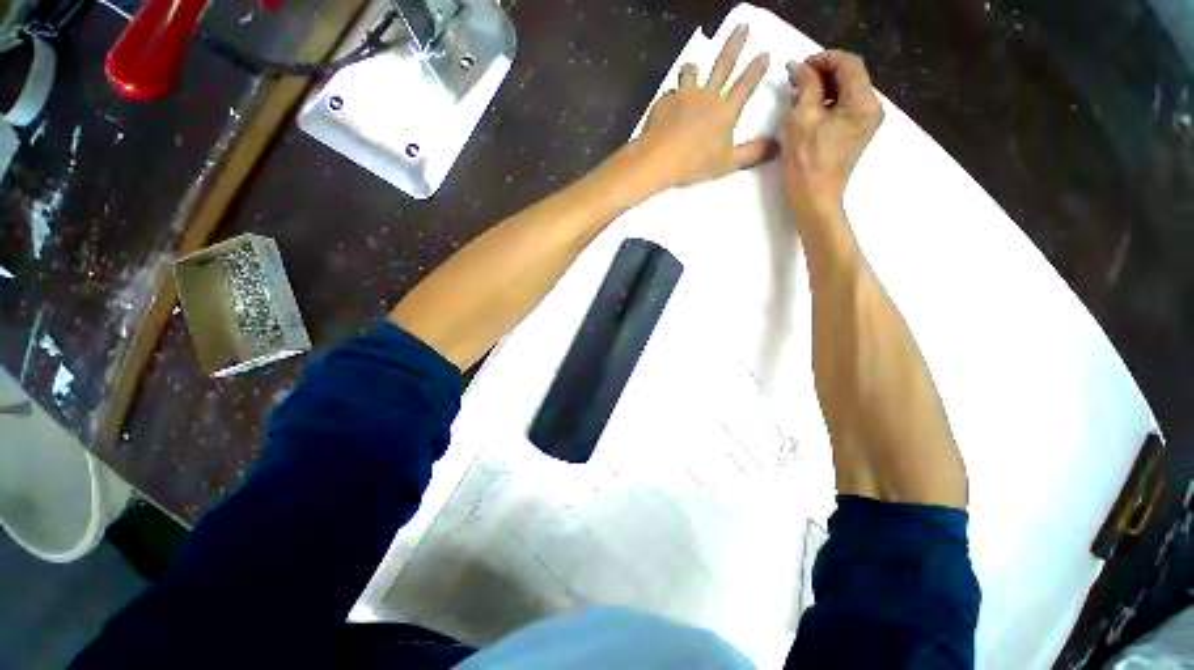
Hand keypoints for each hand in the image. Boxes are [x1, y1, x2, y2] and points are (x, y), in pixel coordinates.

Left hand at [633, 25, 776, 188]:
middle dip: (735, 43)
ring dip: (693, 69)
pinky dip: (671, 98)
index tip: (765, 52)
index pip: (746, 83)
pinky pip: (669, 94)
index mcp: (725, 110)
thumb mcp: (728, 163)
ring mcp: (683, 96)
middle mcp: (706, 96)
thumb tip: (777, 146)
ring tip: (693, 70)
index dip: (757, 68)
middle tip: (742, 26)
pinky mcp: (663, 102)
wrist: (658, 160)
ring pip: (691, 72)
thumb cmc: (695, 163)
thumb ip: (753, 153)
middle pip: (723, 64)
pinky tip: (668, 107)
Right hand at [783, 51, 883, 218]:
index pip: (848, 63)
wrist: (814, 199)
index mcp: (863, 101)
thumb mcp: (802, 119)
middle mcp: (872, 107)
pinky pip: (844, 107)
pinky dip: (827, 103)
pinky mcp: (856, 133)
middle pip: (850, 75)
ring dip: (823, 88)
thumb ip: (805, 86)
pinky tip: (809, 109)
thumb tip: (800, 67)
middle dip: (823, 72)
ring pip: (846, 91)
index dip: (823, 58)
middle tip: (795, 80)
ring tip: (798, 95)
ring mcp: (866, 122)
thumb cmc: (806, 162)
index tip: (798, 66)